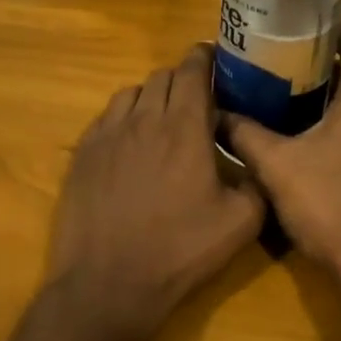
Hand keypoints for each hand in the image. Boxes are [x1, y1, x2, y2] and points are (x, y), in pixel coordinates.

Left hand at [48, 44, 265, 340]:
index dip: (204, 57)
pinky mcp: (82, 153)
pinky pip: (106, 116)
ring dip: (151, 96)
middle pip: (162, 76)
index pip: (192, 71)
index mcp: (184, 127)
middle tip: (196, 98)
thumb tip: (258, 161)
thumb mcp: (240, 223)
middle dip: (182, 78)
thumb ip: (257, 182)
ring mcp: (107, 134)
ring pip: (132, 92)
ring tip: (162, 118)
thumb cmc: (179, 251)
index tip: (214, 58)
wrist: (108, 283)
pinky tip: (130, 141)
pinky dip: (124, 116)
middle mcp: (144, 119)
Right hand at [221, 27, 340, 307]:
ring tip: (292, 99)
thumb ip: (245, 134)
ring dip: (337, 97)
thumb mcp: (276, 167)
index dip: (333, 30)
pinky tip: (316, 143)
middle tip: (284, 65)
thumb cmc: (331, 206)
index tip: (300, 28)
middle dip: (325, 65)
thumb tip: (216, 114)